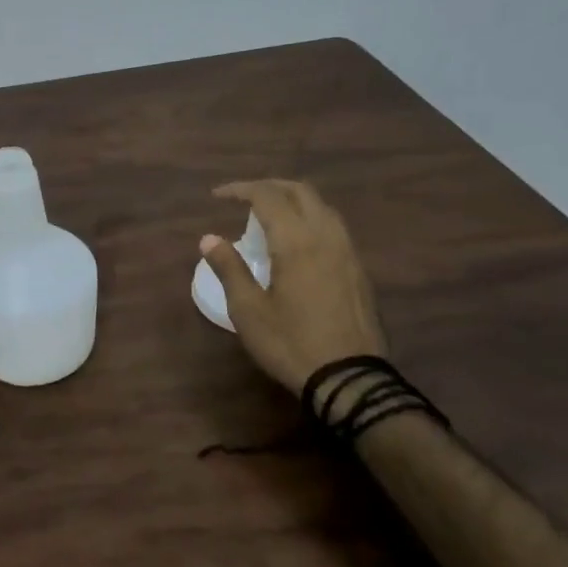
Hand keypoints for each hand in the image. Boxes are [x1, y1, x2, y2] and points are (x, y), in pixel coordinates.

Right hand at [200, 178, 385, 393]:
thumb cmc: (291, 343)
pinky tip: (297, 242)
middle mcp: (326, 236)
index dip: (240, 189)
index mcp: (296, 241)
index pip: (267, 196)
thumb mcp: (248, 310)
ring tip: (269, 216)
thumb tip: (209, 238)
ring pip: (321, 207)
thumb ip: (229, 268)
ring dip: (293, 200)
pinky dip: (310, 219)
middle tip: (243, 198)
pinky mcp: (358, 269)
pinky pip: (333, 227)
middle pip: (300, 192)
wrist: (350, 379)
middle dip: (269, 187)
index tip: (217, 196)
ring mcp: (348, 252)